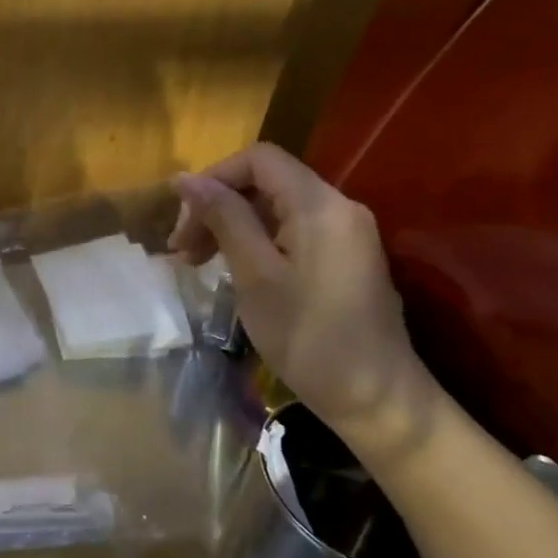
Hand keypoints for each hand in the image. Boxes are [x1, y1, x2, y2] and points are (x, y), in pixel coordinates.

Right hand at [170, 143, 426, 439]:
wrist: (376, 399)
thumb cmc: (308, 337)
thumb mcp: (255, 275)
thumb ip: (224, 219)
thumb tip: (186, 179)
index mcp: (320, 205)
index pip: (260, 159)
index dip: (214, 177)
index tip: (182, 218)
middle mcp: (338, 208)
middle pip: (266, 182)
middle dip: (218, 206)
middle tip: (182, 250)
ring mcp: (345, 234)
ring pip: (276, 208)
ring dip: (231, 226)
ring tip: (198, 263)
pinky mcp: (345, 258)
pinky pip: (291, 231)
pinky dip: (256, 242)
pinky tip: (234, 270)